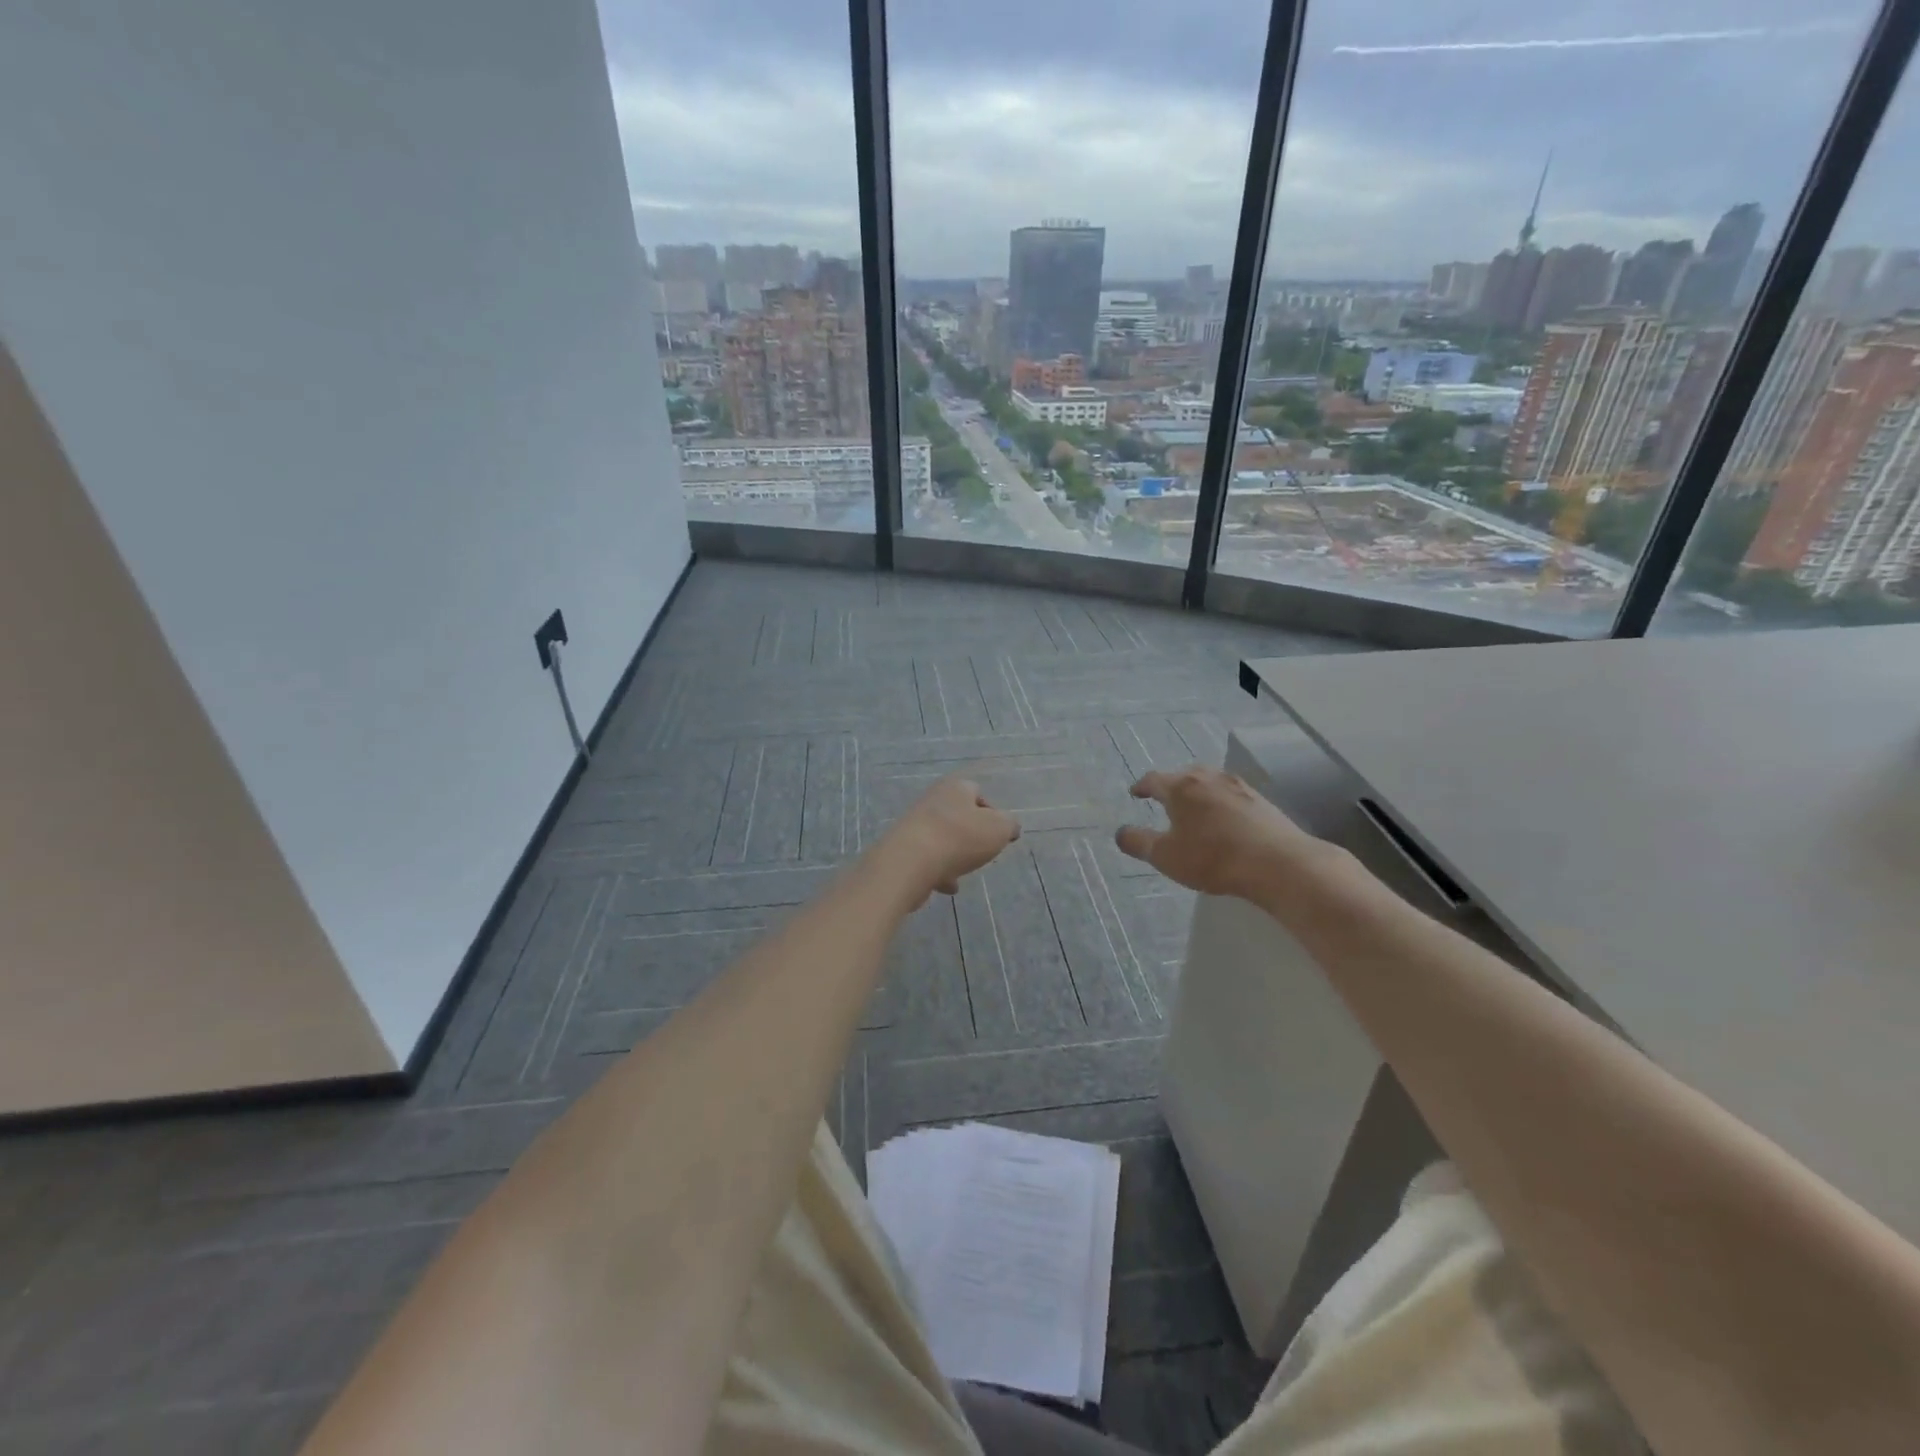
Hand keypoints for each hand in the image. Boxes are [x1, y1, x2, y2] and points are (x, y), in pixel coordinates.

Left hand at [879, 777, 1020, 903]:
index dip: (992, 813)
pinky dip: (939, 871)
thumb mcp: (999, 829)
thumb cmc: (960, 838)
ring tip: (964, 871)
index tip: (998, 834)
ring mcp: (914, 824)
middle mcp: (932, 800)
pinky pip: (927, 858)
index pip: (977, 792)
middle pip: (958, 816)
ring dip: (954, 855)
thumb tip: (1009, 827)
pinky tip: (947, 886)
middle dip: (971, 835)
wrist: (909, 862)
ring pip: (942, 838)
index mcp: (955, 788)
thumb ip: (1009, 825)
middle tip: (981, 852)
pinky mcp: (903, 848)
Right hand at [1115, 765, 1324, 901]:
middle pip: (1183, 775)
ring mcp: (1238, 786)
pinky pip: (1231, 794)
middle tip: (1164, 800)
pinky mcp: (1260, 800)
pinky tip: (1224, 818)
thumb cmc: (1212, 858)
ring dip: (1198, 791)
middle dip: (1171, 786)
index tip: (1135, 794)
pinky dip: (1219, 801)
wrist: (1277, 863)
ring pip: (1209, 782)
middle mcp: (1208, 778)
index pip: (1153, 780)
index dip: (1141, 787)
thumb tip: (1120, 832)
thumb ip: (1138, 843)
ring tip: (1194, 807)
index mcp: (1181, 788)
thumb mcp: (1166, 856)